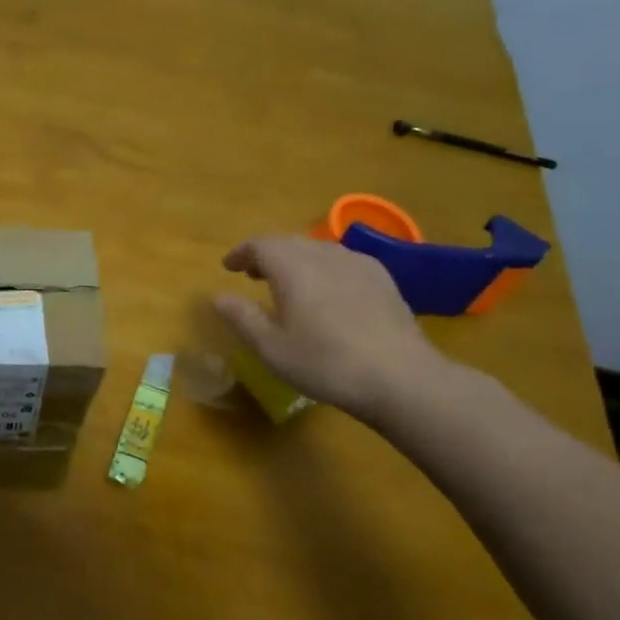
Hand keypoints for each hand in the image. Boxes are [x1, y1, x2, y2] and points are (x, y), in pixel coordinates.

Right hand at [213, 235, 452, 423]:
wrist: (400, 376)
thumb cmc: (325, 363)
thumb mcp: (272, 348)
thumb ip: (242, 318)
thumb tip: (219, 298)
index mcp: (292, 267)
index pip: (260, 245)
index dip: (241, 253)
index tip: (228, 266)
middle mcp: (324, 254)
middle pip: (289, 243)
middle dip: (267, 255)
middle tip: (253, 274)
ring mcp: (358, 263)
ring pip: (317, 250)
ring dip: (296, 260)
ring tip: (288, 283)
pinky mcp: (382, 278)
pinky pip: (342, 261)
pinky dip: (323, 268)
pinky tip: (327, 293)